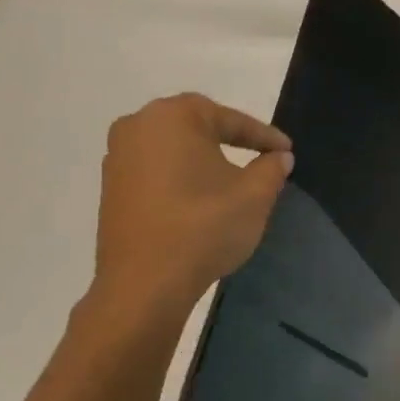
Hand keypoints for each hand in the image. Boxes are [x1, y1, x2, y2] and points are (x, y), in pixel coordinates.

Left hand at [91, 93, 292, 319]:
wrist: (145, 283)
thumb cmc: (204, 227)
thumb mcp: (254, 196)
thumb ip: (271, 168)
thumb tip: (279, 157)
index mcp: (173, 117)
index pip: (229, 120)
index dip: (264, 136)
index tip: (287, 151)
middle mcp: (138, 126)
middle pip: (196, 127)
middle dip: (230, 140)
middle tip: (262, 156)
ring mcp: (118, 158)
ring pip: (174, 150)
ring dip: (205, 160)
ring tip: (233, 179)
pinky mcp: (112, 188)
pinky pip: (156, 171)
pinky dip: (182, 178)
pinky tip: (202, 199)